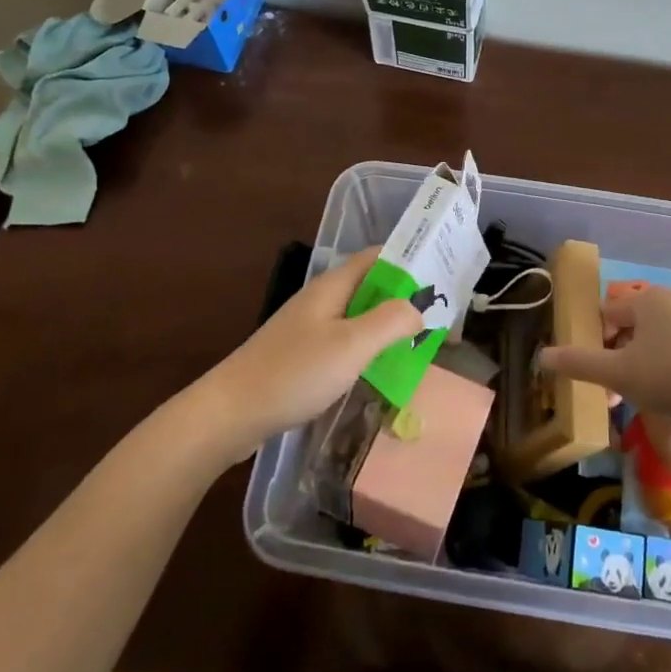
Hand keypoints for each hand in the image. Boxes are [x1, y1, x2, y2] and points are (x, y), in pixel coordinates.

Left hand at [192, 248, 422, 461]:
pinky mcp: (301, 356)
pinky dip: (367, 349)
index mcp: (333, 286)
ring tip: (418, 344)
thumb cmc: (294, 373)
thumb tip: (419, 308)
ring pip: (358, 317)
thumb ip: (391, 321)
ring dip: (387, 326)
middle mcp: (321, 300)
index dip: (409, 261)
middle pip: (370, 286)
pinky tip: (379, 370)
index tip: (441, 277)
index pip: (377, 257)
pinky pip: (344, 342)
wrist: (229, 414)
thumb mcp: (352, 345)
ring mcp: (308, 328)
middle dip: (403, 297)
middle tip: (438, 317)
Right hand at [538, 285, 670, 434]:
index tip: (600, 378)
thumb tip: (542, 356)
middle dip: (620, 357)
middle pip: (632, 325)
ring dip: (645, 362)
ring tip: (648, 396)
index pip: (606, 315)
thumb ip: (579, 363)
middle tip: (620, 392)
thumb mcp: (619, 374)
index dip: (597, 346)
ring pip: (658, 336)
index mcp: (646, 299)